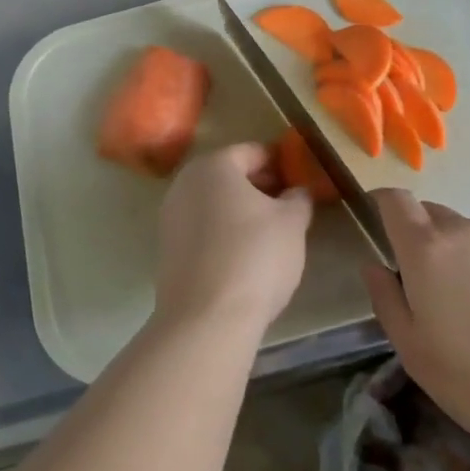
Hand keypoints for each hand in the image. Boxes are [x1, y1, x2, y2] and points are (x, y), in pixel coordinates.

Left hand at [154, 143, 314, 337]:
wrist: (206, 318)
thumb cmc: (255, 256)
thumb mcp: (292, 223)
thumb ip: (298, 199)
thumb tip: (296, 192)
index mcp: (214, 165)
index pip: (252, 152)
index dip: (280, 163)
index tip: (301, 179)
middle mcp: (185, 183)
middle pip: (229, 176)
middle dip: (260, 186)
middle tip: (290, 205)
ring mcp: (171, 216)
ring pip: (214, 202)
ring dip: (241, 210)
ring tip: (271, 233)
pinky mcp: (167, 249)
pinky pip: (202, 228)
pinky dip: (223, 232)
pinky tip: (245, 254)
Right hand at [362, 190, 469, 470]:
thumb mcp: (414, 350)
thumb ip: (386, 300)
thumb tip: (374, 266)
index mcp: (427, 248)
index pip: (396, 200)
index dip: (380, 204)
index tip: (373, 225)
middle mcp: (464, 233)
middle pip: (429, 213)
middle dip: (413, 234)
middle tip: (412, 282)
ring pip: (461, 234)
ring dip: (448, 253)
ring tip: (455, 306)